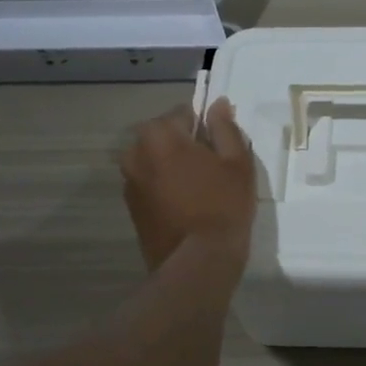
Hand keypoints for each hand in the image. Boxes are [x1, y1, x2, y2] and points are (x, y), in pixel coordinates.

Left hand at [119, 98, 257, 270]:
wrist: (197, 261)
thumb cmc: (222, 205)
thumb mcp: (237, 162)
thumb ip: (225, 128)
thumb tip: (217, 104)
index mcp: (159, 134)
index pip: (183, 113)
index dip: (205, 126)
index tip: (220, 146)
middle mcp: (135, 152)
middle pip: (164, 135)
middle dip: (185, 144)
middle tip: (213, 167)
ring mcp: (128, 181)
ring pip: (155, 159)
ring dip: (173, 165)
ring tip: (200, 187)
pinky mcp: (130, 206)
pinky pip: (150, 182)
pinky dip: (165, 185)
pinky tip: (187, 204)